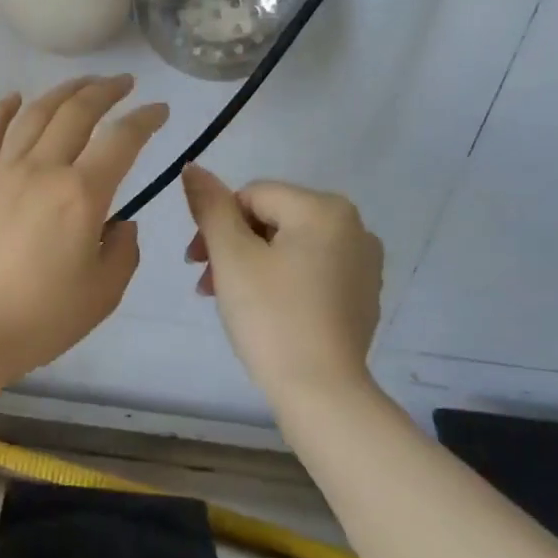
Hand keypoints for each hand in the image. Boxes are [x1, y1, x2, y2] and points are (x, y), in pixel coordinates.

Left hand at [0, 76, 168, 385]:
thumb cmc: (39, 319)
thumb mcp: (102, 294)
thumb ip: (122, 252)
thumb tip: (120, 224)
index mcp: (80, 195)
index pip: (121, 140)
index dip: (145, 120)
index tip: (159, 111)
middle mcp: (41, 170)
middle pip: (76, 113)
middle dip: (105, 91)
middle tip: (123, 84)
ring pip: (33, 115)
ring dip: (61, 92)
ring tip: (80, 84)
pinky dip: (1, 111)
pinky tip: (12, 98)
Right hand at [182, 165, 383, 404]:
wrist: (321, 390)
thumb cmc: (271, 316)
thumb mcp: (231, 256)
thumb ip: (210, 207)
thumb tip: (193, 167)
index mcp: (324, 208)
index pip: (252, 195)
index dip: (216, 224)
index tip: (196, 263)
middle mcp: (354, 226)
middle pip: (272, 219)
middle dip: (232, 246)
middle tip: (207, 285)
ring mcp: (363, 263)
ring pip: (290, 246)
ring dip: (251, 264)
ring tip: (228, 300)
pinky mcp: (362, 294)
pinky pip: (311, 271)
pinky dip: (281, 282)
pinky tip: (265, 312)